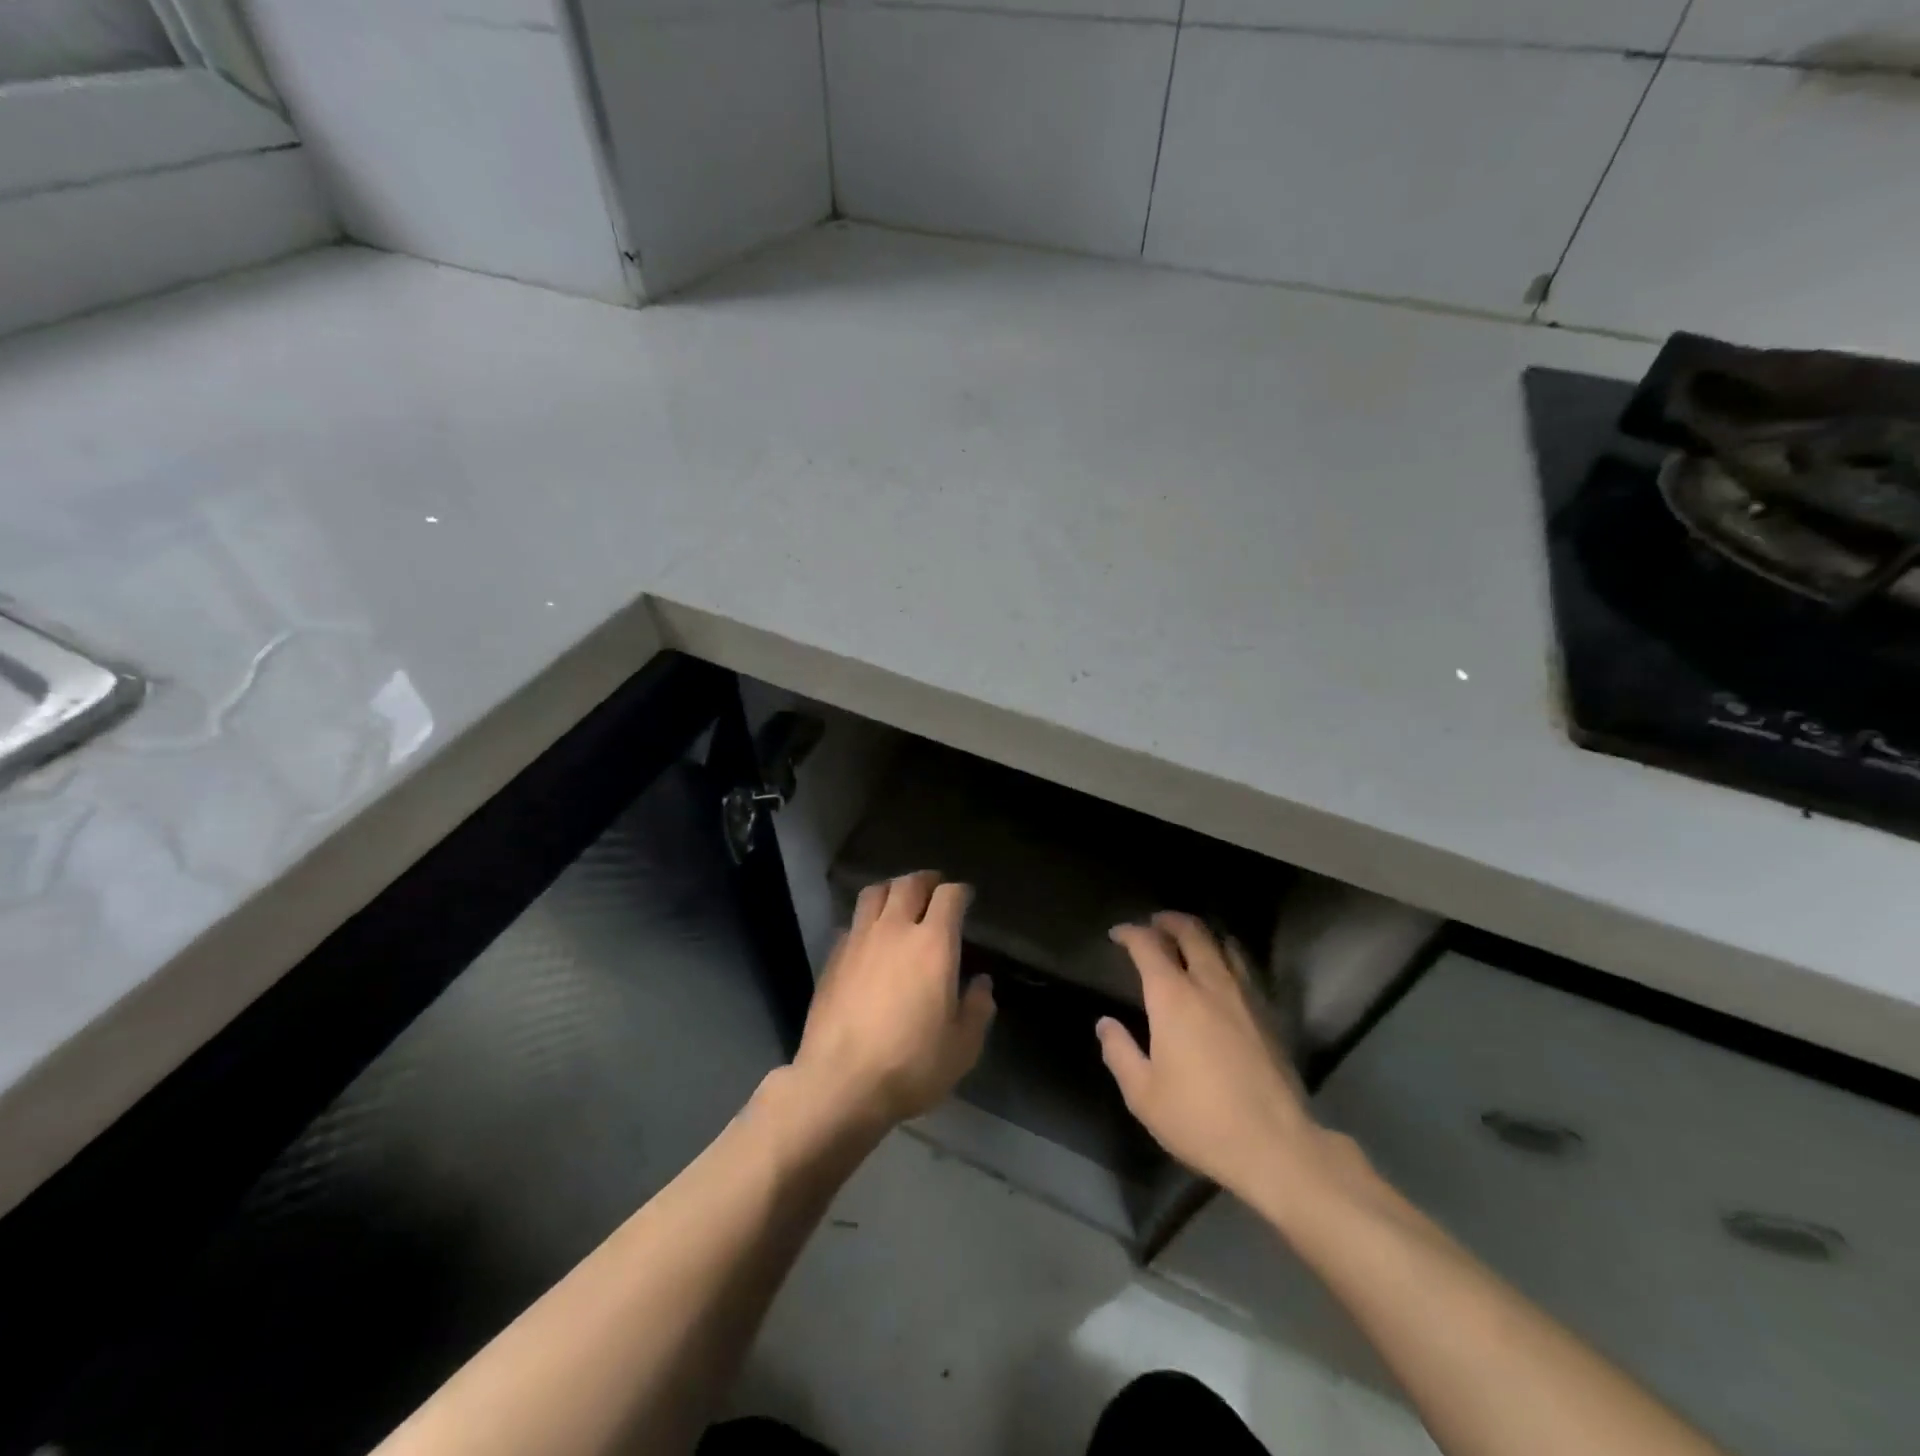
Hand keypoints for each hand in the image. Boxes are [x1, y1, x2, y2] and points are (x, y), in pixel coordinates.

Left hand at [791, 871, 995, 1128]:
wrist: (840, 1083)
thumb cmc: (911, 1064)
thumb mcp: (962, 1047)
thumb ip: (977, 1009)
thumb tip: (981, 983)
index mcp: (933, 943)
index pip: (949, 895)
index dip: (960, 892)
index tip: (966, 898)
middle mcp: (895, 930)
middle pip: (909, 883)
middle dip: (926, 880)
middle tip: (934, 888)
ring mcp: (859, 940)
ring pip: (875, 893)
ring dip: (892, 889)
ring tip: (900, 900)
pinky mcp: (833, 957)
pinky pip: (852, 922)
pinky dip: (866, 920)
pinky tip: (869, 938)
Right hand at [1099, 913, 1329, 1210]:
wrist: (1276, 1146)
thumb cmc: (1200, 1119)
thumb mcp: (1143, 1094)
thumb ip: (1119, 1052)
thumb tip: (1105, 1024)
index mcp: (1173, 997)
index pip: (1148, 946)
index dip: (1130, 933)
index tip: (1118, 934)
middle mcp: (1209, 984)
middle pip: (1192, 932)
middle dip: (1170, 921)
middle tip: (1155, 923)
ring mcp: (1245, 997)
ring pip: (1225, 946)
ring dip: (1203, 935)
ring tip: (1190, 940)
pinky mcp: (1269, 1015)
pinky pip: (1245, 969)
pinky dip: (1228, 957)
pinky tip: (1225, 973)